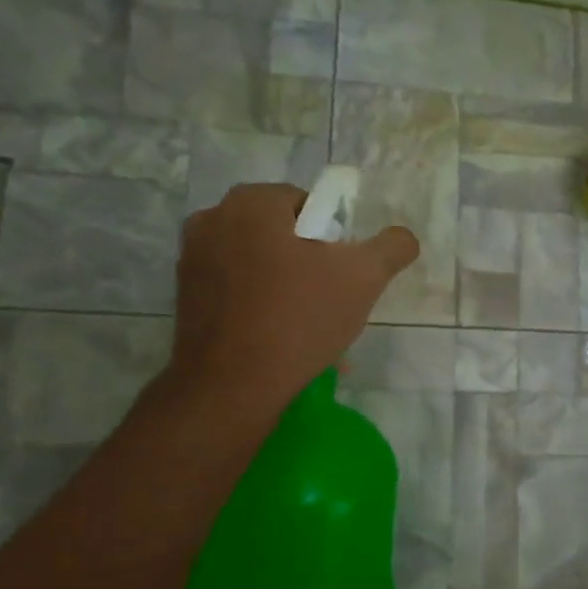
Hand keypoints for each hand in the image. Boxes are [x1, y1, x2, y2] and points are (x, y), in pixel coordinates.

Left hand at [165, 183, 419, 404]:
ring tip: (307, 326)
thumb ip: (391, 248)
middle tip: (329, 299)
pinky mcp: (184, 298)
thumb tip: (403, 237)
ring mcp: (191, 260)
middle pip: (280, 233)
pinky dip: (259, 306)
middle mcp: (212, 220)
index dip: (333, 236)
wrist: (233, 385)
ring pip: (257, 263)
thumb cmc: (299, 318)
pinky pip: (235, 290)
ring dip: (285, 285)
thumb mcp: (364, 278)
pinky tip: (279, 340)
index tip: (342, 271)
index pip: (306, 204)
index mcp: (250, 203)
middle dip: (308, 261)